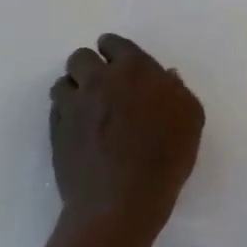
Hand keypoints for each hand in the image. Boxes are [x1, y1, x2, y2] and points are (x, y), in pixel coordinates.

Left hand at [51, 33, 203, 239]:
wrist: (120, 203)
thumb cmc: (165, 156)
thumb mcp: (190, 117)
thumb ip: (177, 90)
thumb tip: (165, 76)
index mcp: (134, 69)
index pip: (114, 43)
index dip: (114, 49)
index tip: (118, 61)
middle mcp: (99, 80)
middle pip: (80, 57)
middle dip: (89, 65)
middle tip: (101, 83)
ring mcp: (73, 107)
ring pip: (62, 82)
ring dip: (73, 88)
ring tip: (85, 106)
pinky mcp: (57, 134)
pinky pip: (55, 111)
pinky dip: (65, 113)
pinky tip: (78, 129)